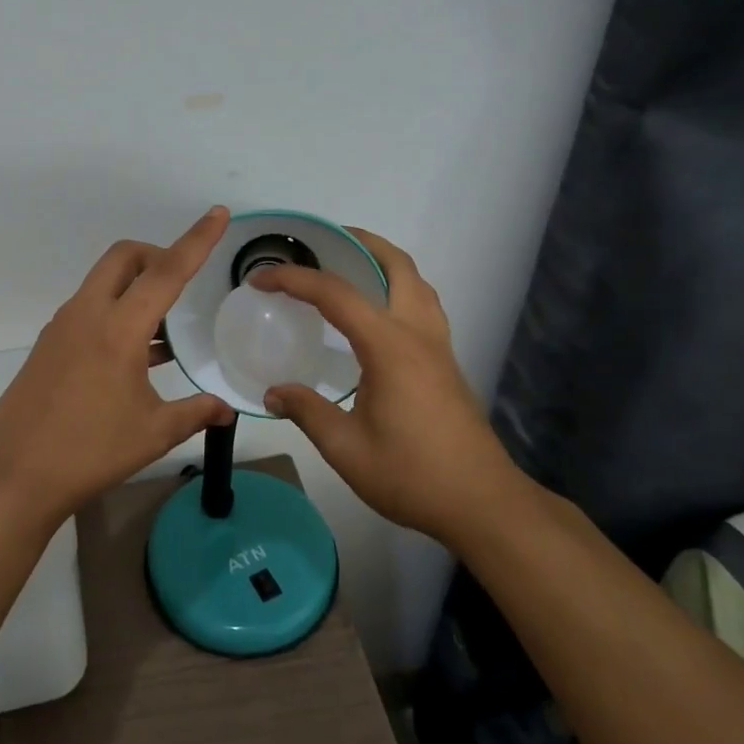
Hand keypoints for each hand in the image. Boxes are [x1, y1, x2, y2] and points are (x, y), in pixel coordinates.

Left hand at [0, 206, 236, 523]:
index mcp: (118, 328)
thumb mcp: (153, 433)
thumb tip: (227, 410)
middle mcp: (87, 314)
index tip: (218, 213)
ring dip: (135, 287)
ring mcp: (62, 327)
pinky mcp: (49, 345)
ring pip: (103, 282)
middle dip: (157, 254)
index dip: (197, 240)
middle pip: (124, 257)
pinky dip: (115, 313)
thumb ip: (195, 413)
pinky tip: (135, 356)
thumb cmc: (90, 452)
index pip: (166, 271)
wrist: (13, 476)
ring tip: (165, 330)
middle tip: (183, 283)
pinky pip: (89, 309)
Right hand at [254, 230, 516, 541]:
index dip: (293, 279)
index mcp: (389, 346)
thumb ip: (307, 411)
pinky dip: (398, 288)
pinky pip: (423, 305)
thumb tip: (273, 392)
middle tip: (322, 240)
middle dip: (360, 242)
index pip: (335, 294)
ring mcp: (438, 346)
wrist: (482, 503)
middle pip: (396, 265)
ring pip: (417, 282)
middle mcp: (417, 333)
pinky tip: (377, 314)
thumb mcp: (346, 448)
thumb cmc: (412, 475)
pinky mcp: (446, 363)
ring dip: (384, 262)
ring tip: (350, 266)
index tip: (260, 277)